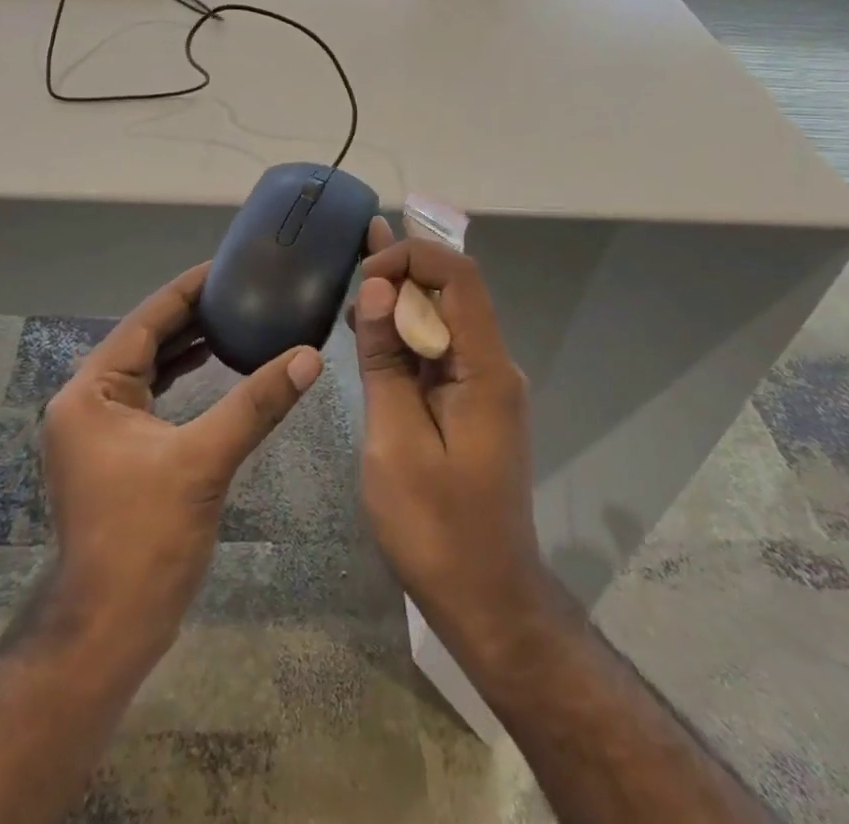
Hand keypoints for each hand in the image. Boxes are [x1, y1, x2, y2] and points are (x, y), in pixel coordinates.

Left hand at [40, 262, 323, 658]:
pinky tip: (215, 366)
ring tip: (236, 318)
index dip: (186, 290)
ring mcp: (98, 427)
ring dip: (188, 345)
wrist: (108, 630)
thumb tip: (309, 358)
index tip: (226, 266)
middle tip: (241, 289)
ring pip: (148, 368)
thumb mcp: (204, 461)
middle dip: (192, 315)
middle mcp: (86, 401)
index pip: (145, 322)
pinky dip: (181, 377)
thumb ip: (256, 404)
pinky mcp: (115, 450)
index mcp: (90, 391)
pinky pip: (151, 395)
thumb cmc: (145, 539)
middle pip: (145, 340)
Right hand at [352, 220, 547, 668]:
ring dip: (402, 300)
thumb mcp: (396, 440)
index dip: (412, 257)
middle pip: (453, 294)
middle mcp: (493, 366)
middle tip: (355, 247)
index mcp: (486, 369)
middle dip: (405, 268)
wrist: (486, 600)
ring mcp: (484, 387)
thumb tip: (379, 289)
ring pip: (444, 322)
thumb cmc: (436, 527)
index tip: (366, 275)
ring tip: (356, 278)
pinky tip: (371, 328)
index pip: (459, 278)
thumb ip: (386, 359)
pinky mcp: (470, 406)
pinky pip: (439, 354)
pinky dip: (405, 337)